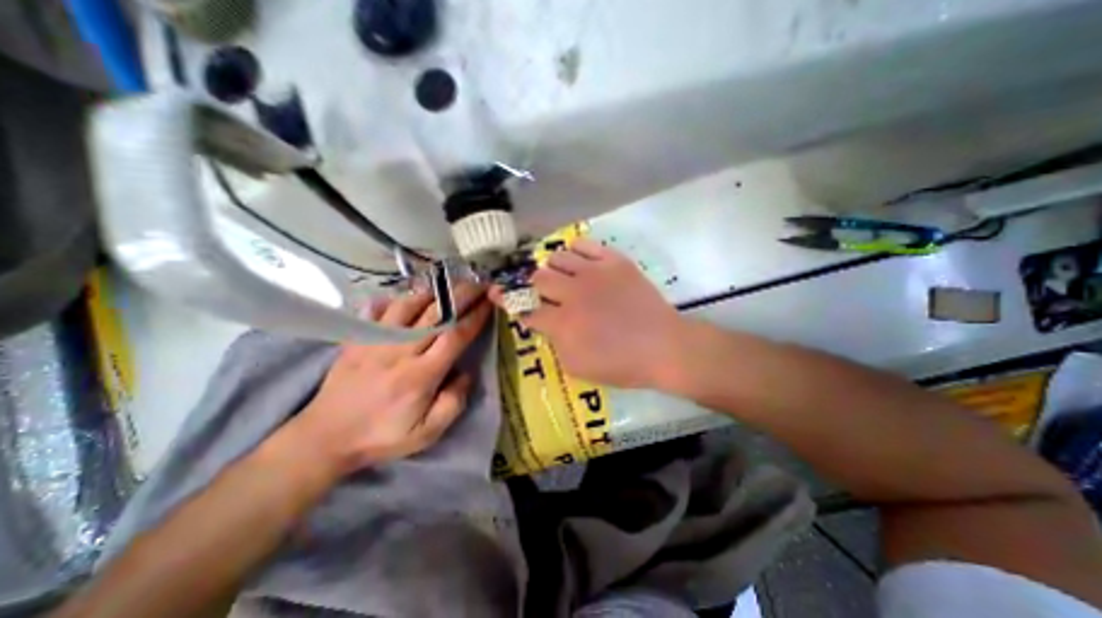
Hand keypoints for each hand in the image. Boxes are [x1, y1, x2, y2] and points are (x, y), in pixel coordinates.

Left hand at [287, 285, 490, 478]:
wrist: (325, 437)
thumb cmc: (382, 436)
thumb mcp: (426, 433)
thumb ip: (453, 403)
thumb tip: (466, 373)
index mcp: (421, 375)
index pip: (455, 337)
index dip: (475, 317)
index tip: (490, 302)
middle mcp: (400, 351)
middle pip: (436, 314)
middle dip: (461, 295)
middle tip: (478, 284)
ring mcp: (375, 341)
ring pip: (407, 305)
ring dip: (432, 293)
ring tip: (447, 288)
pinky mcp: (357, 339)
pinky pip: (376, 309)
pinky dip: (394, 299)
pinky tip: (405, 297)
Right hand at [488, 239, 680, 388]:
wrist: (664, 347)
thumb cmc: (622, 364)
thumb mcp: (578, 367)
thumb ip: (554, 343)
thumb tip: (546, 323)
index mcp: (563, 323)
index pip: (525, 308)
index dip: (508, 301)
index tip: (498, 294)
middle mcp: (573, 293)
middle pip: (537, 278)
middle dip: (528, 283)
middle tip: (531, 286)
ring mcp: (594, 273)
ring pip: (557, 257)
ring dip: (550, 267)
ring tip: (557, 275)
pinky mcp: (614, 261)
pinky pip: (585, 244)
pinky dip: (574, 250)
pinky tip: (576, 260)